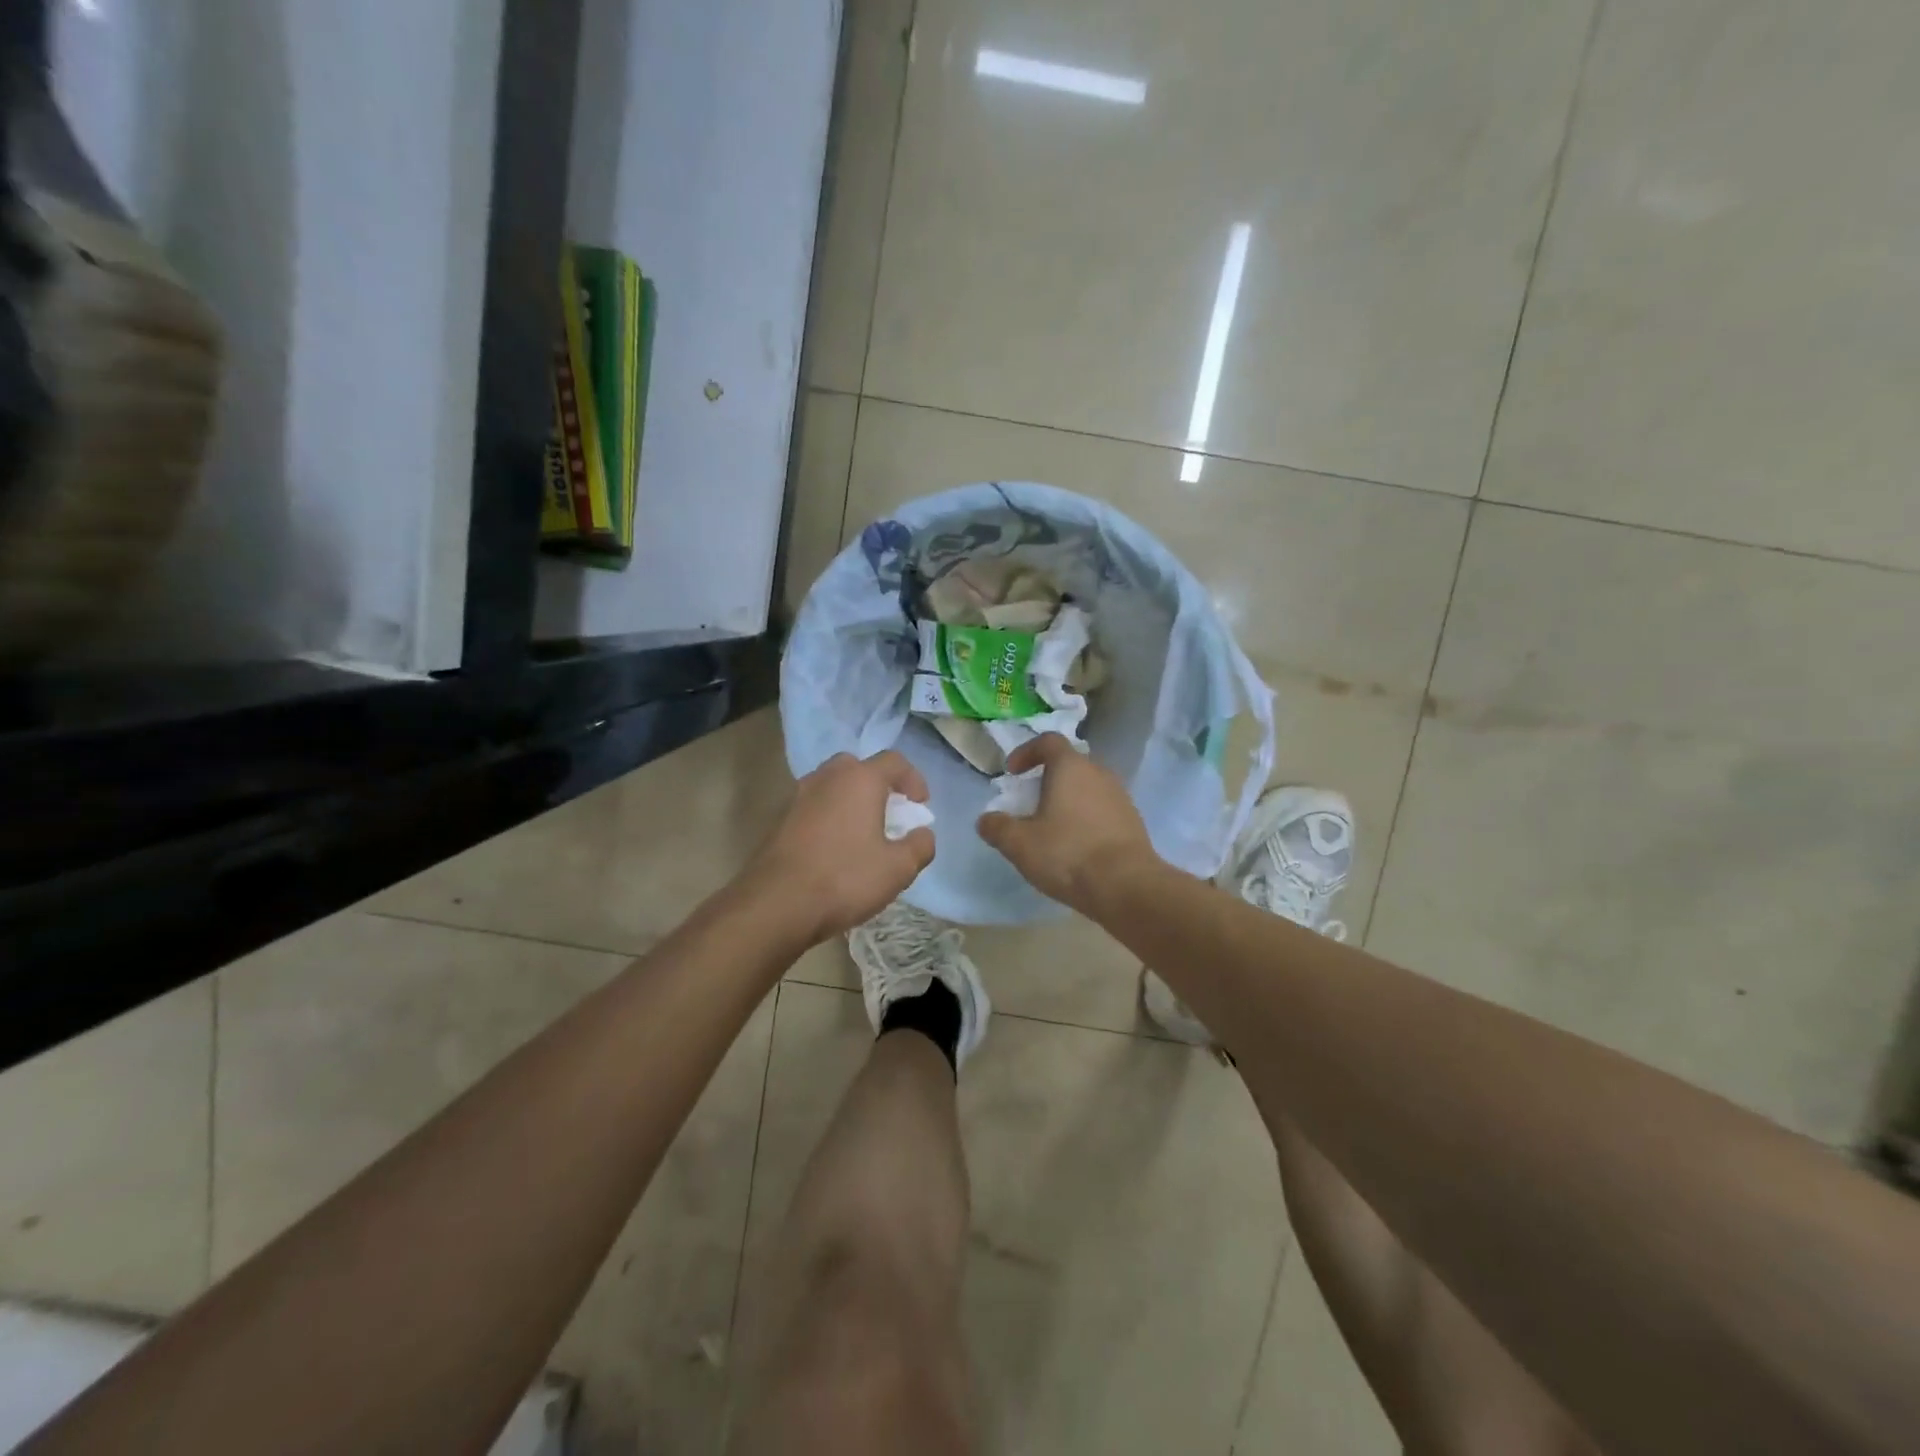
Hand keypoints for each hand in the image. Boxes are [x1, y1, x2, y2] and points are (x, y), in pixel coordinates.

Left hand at [744, 751, 934, 945]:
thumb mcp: (898, 869)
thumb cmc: (844, 879)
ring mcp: (798, 796)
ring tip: (861, 833)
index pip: (893, 761)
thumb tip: (922, 834)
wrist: (776, 904)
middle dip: (877, 785)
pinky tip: (833, 849)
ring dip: (849, 801)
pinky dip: (828, 818)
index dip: (913, 779)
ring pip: (831, 786)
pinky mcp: (779, 819)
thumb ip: (920, 846)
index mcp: (860, 779)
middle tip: (888, 814)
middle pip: (857, 767)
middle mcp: (826, 777)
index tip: (920, 806)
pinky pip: (813, 807)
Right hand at [976, 734, 1155, 914]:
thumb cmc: (1068, 853)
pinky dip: (1086, 818)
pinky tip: (1077, 846)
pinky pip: (1103, 809)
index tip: (1012, 773)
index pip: (1048, 741)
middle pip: (1070, 764)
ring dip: (1068, 799)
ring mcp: (1120, 796)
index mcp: (1071, 767)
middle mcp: (1099, 773)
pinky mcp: (1133, 821)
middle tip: (1030, 803)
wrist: (1127, 885)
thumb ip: (997, 827)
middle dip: (1047, 778)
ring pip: (1088, 787)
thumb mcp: (1020, 844)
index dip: (1026, 752)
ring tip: (1053, 827)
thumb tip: (986, 820)